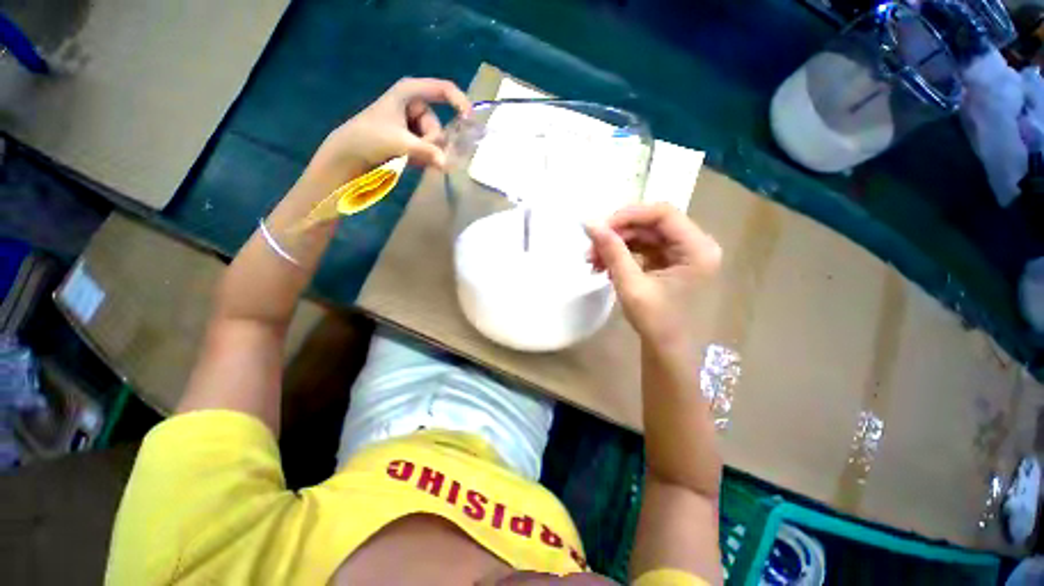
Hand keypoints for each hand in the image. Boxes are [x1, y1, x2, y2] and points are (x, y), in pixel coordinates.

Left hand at [308, 78, 470, 182]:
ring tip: (410, 159)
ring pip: (435, 141)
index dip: (460, 103)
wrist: (349, 155)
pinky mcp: (412, 138)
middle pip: (439, 125)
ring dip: (428, 153)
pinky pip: (430, 149)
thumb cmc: (369, 138)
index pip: (443, 90)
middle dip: (433, 142)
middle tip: (418, 153)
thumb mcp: (399, 142)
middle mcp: (415, 105)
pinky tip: (412, 162)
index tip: (470, 123)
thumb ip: (425, 151)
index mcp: (410, 92)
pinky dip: (425, 157)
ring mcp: (414, 123)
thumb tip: (447, 163)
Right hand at [586, 203, 720, 348]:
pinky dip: (622, 253)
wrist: (666, 348)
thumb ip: (612, 251)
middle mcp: (694, 244)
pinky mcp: (669, 260)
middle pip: (651, 223)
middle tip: (590, 248)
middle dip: (617, 233)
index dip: (628, 215)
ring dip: (616, 244)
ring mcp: (682, 252)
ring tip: (592, 260)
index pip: (663, 213)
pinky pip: (643, 247)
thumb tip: (590, 223)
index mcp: (697, 248)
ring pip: (644, 235)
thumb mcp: (631, 285)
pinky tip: (604, 266)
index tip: (600, 228)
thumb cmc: (655, 321)